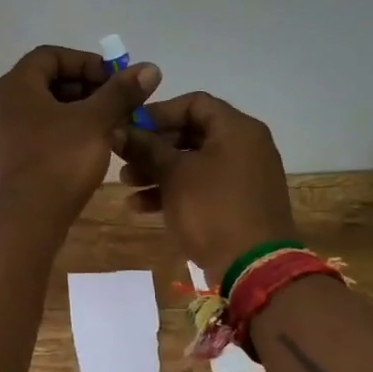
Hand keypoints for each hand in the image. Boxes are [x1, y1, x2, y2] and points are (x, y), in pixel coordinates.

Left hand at [0, 46, 161, 224]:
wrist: (21, 223)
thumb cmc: (58, 162)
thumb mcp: (96, 122)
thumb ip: (121, 93)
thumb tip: (149, 67)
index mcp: (14, 86)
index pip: (50, 56)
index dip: (86, 62)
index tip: (115, 80)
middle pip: (46, 83)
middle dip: (85, 90)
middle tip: (116, 106)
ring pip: (42, 112)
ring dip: (77, 114)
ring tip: (108, 129)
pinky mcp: (3, 163)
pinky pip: (35, 136)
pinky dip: (62, 136)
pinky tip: (86, 153)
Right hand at [115, 92, 297, 282]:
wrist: (255, 268)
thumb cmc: (212, 209)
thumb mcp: (173, 174)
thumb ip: (145, 148)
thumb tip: (118, 130)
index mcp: (237, 128)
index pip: (193, 103)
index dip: (158, 113)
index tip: (130, 128)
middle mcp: (245, 145)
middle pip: (191, 133)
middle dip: (153, 147)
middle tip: (124, 159)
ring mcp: (244, 176)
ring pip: (193, 162)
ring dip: (158, 171)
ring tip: (127, 185)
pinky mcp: (239, 203)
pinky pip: (202, 186)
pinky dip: (175, 191)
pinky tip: (142, 207)